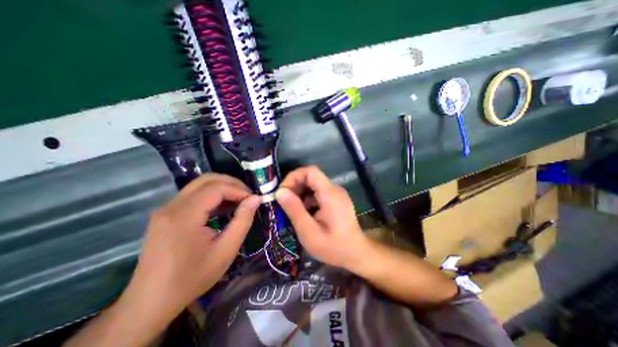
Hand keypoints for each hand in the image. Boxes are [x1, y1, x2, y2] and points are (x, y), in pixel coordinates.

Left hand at [124, 173, 259, 314]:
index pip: (216, 188)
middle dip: (231, 183)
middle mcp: (171, 206)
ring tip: (239, 200)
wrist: (152, 301)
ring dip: (223, 188)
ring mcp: (166, 209)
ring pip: (199, 185)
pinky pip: (193, 195)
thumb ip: (243, 220)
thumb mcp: (226, 250)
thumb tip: (256, 199)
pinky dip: (212, 195)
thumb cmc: (193, 277)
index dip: (238, 189)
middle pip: (206, 179)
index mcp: (184, 216)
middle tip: (248, 195)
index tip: (254, 199)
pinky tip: (223, 207)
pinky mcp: (165, 214)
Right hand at [275, 166, 365, 267]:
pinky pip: (318, 192)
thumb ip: (294, 210)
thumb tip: (280, 192)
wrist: (357, 253)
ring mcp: (336, 194)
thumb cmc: (334, 247)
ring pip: (313, 184)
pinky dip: (307, 199)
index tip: (283, 192)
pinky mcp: (335, 199)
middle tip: (284, 203)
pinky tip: (304, 214)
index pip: (310, 171)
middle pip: (310, 177)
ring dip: (300, 194)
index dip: (293, 177)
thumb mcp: (309, 232)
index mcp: (330, 193)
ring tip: (292, 210)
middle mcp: (334, 189)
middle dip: (294, 186)